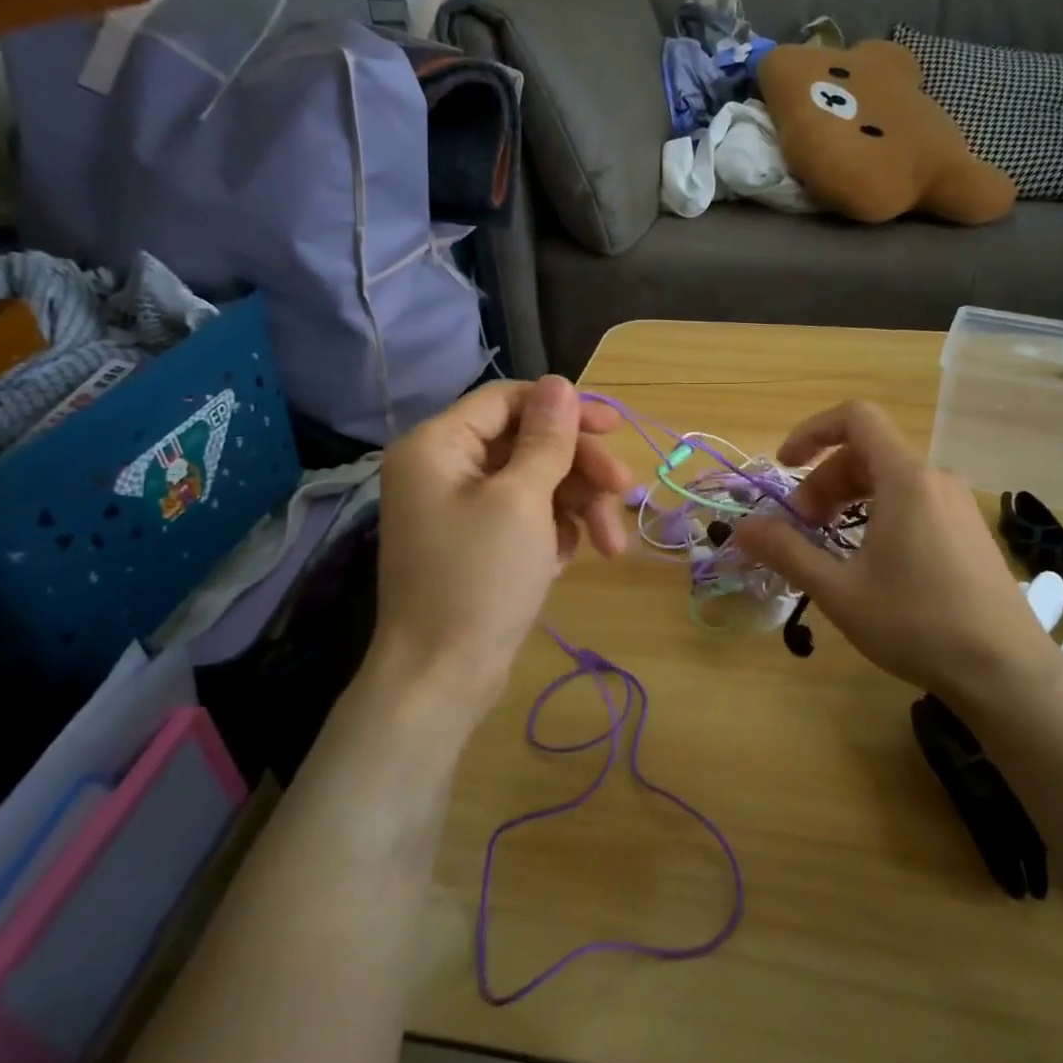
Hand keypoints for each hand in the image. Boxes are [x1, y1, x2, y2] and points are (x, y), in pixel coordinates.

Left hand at [370, 377, 631, 723]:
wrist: (442, 679)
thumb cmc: (479, 579)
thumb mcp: (522, 501)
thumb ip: (546, 439)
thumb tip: (561, 383)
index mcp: (438, 445)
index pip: (509, 401)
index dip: (565, 410)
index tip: (614, 428)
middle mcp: (444, 467)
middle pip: (527, 443)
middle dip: (579, 468)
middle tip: (623, 491)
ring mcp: (460, 508)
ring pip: (534, 482)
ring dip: (577, 506)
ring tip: (610, 546)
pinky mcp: (477, 542)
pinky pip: (525, 516)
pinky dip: (554, 531)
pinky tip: (568, 561)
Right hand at [733, 401, 1062, 710]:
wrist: (1006, 671)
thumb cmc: (917, 624)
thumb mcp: (840, 591)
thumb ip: (787, 552)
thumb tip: (741, 528)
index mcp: (906, 479)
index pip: (856, 418)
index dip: (811, 432)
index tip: (784, 466)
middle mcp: (935, 479)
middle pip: (867, 452)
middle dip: (824, 480)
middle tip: (801, 527)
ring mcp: (957, 503)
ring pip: (890, 478)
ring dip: (849, 497)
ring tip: (829, 543)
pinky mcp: (968, 528)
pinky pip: (914, 499)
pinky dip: (878, 510)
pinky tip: (871, 557)